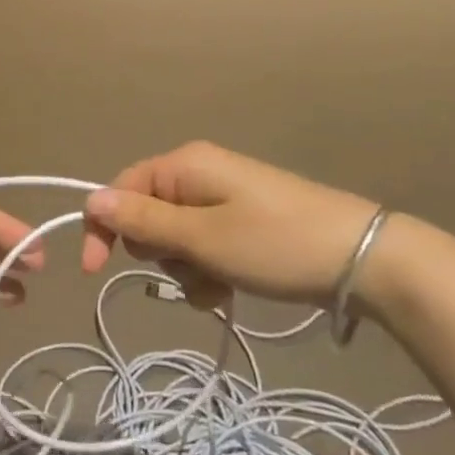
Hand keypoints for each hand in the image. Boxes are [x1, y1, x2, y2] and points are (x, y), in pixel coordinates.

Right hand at [82, 141, 392, 304]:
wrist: (363, 258)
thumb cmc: (275, 244)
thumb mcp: (202, 238)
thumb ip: (144, 220)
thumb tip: (91, 200)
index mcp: (184, 165)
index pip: (121, 188)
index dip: (105, 227)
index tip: (96, 271)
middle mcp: (198, 172)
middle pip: (148, 214)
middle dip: (159, 251)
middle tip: (190, 270)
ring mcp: (223, 196)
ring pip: (175, 236)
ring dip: (186, 268)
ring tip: (219, 286)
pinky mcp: (242, 220)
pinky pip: (204, 244)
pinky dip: (208, 269)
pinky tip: (231, 289)